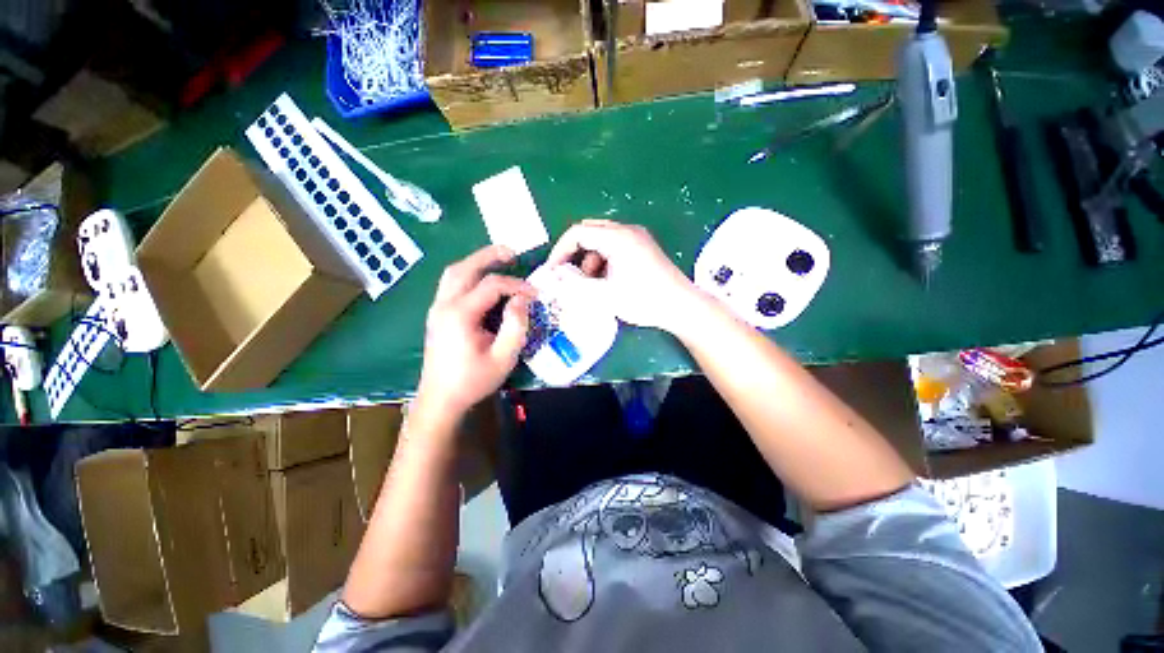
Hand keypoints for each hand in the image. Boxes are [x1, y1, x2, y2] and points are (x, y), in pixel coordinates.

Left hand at [415, 245, 534, 421]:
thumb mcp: (503, 358)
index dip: (517, 285)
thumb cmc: (473, 381)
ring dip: (476, 262)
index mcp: (460, 314)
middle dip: (489, 256)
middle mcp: (444, 305)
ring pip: (454, 273)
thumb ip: (515, 326)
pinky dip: (469, 275)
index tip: (536, 293)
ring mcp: (437, 308)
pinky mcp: (437, 314)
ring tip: (499, 260)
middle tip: (513, 253)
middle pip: (464, 268)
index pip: (492, 285)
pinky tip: (483, 281)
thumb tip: (522, 299)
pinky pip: (452, 284)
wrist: (440, 400)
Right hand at [546, 220, 698, 331]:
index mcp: (617, 237)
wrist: (681, 306)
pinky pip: (614, 247)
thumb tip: (555, 279)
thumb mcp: (605, 296)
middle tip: (569, 276)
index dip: (560, 251)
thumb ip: (576, 286)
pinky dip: (604, 261)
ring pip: (601, 240)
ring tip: (593, 285)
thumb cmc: (644, 300)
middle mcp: (627, 230)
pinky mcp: (642, 247)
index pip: (578, 233)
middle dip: (575, 254)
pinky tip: (608, 281)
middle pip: (589, 232)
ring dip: (590, 260)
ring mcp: (637, 238)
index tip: (553, 271)